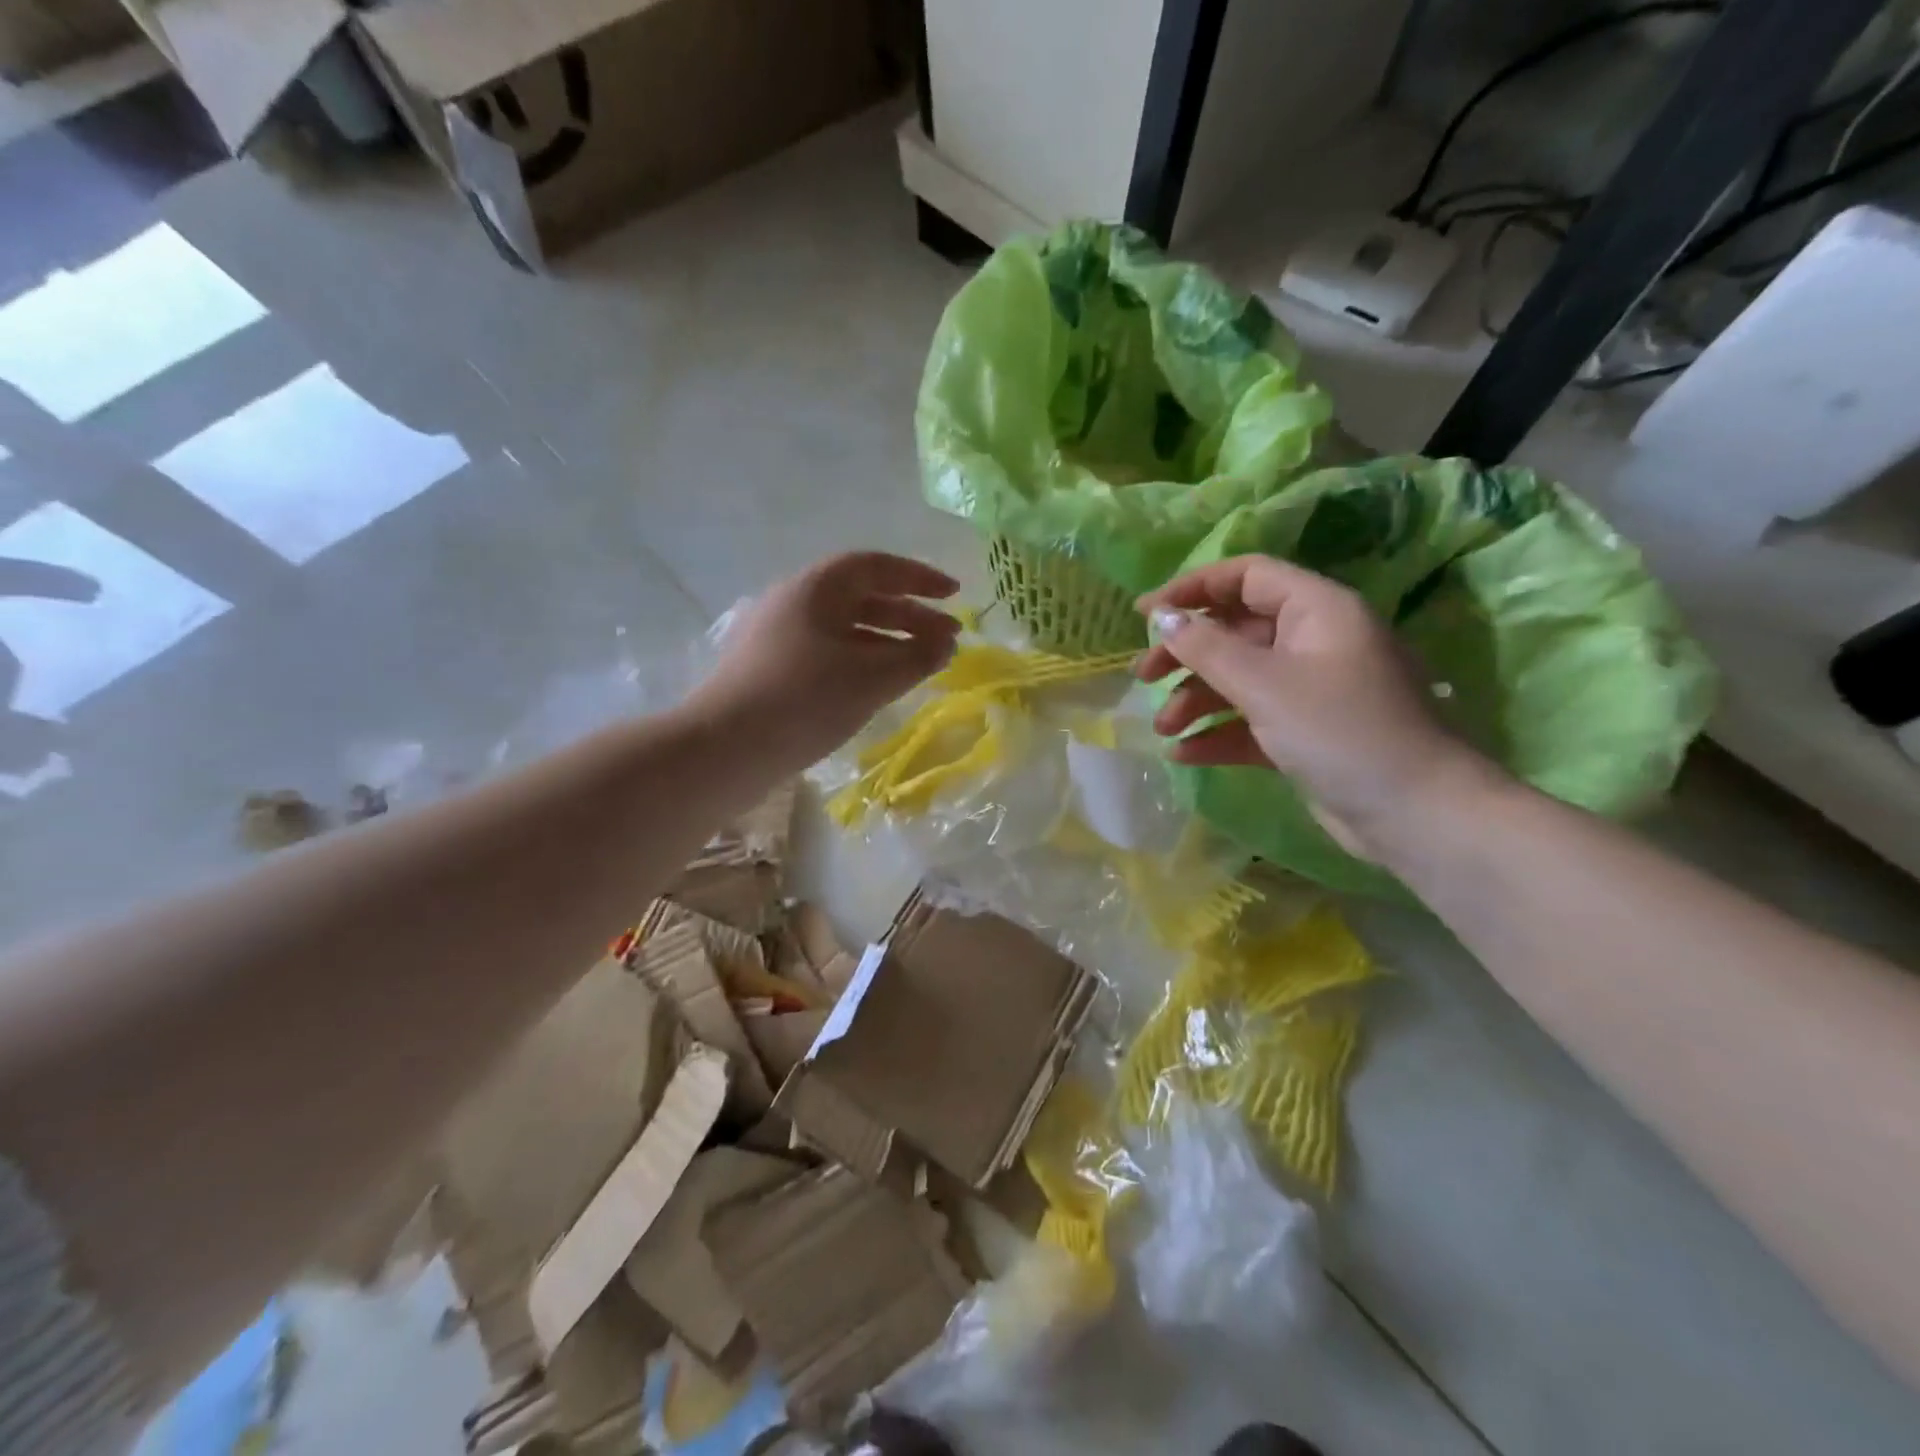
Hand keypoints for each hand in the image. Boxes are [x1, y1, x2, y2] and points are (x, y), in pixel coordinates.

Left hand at [693, 551, 960, 770]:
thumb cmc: (804, 700)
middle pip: (862, 597)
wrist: (724, 749)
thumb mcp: (871, 678)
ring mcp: (778, 637)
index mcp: (815, 588)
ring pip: (845, 629)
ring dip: (888, 642)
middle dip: (910, 615)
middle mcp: (794, 603)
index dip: (920, 578)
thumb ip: (917, 657)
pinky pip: (828, 653)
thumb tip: (947, 645)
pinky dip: (862, 662)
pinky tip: (879, 686)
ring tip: (921, 665)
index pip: (876, 567)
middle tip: (948, 639)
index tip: (955, 596)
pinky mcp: (770, 670)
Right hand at [1135, 555, 1497, 856]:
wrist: (1413, 813)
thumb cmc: (1339, 730)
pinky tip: (1184, 754)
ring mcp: (1310, 689)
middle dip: (1186, 654)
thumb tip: (1161, 617)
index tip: (1144, 614)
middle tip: (1143, 677)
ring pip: (1239, 680)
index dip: (1192, 588)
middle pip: (1235, 631)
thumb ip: (1206, 648)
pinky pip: (1251, 721)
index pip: (1245, 577)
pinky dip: (1218, 733)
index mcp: (1316, 609)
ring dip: (1196, 700)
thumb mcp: (1263, 684)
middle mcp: (1313, 641)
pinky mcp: (1306, 732)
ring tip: (1163, 729)